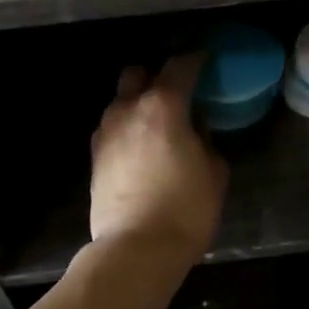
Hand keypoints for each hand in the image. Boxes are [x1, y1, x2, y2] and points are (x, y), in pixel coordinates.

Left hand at [89, 54, 226, 265]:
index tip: (206, 60)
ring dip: (137, 103)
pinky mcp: (94, 158)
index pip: (180, 66)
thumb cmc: (185, 209)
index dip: (195, 59)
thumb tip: (196, 130)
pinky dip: (126, 129)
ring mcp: (105, 133)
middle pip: (136, 73)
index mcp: (163, 106)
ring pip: (119, 101)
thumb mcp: (214, 173)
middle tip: (175, 92)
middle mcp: (128, 110)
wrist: (136, 248)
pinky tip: (139, 147)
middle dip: (155, 75)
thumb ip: (206, 141)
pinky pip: (111, 128)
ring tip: (156, 123)